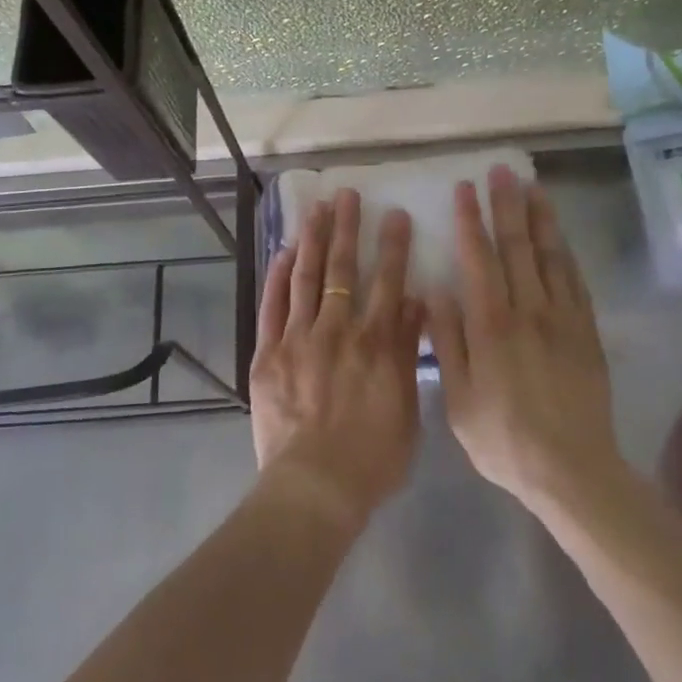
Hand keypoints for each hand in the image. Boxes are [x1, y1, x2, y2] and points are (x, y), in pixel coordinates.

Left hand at [250, 189, 422, 529]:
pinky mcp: (268, 352)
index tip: (394, 213)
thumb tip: (414, 303)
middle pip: (342, 268)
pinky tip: (282, 252)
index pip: (388, 280)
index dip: (392, 244)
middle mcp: (337, 329)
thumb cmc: (373, 458)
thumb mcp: (408, 409)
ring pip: (305, 276)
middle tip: (347, 194)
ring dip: (311, 239)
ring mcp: (298, 337)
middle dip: (346, 227)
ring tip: (315, 208)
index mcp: (376, 342)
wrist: (315, 487)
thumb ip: (409, 352)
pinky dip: (277, 276)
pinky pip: (272, 305)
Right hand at [425, 167, 623, 512]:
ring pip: (550, 257)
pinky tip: (559, 238)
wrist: (572, 471)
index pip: (479, 258)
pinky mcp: (586, 333)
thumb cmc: (503, 438)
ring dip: (540, 219)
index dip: (471, 221)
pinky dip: (566, 254)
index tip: (465, 189)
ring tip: (533, 187)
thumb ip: (447, 341)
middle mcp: (528, 311)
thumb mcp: (458, 399)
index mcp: (491, 324)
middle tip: (502, 171)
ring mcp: (562, 319)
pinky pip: (575, 282)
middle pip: (517, 246)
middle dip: (507, 205)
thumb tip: (435, 291)